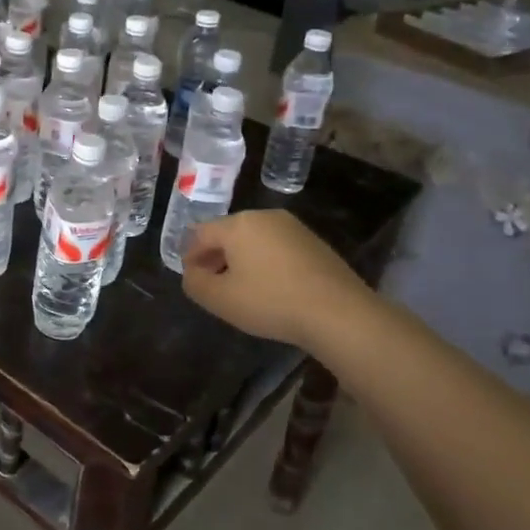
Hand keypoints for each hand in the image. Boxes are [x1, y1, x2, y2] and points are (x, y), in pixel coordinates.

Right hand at [180, 209, 364, 348]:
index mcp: (238, 224)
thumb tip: (192, 273)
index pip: (201, 233)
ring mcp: (293, 228)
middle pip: (228, 233)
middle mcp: (265, 217)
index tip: (192, 280)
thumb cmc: (270, 301)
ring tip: (242, 289)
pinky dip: (265, 263)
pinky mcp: (314, 243)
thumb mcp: (220, 299)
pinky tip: (270, 288)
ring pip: (254, 240)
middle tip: (213, 285)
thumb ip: (195, 283)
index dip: (190, 256)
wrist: (338, 313)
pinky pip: (277, 248)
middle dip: (216, 257)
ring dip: (241, 260)